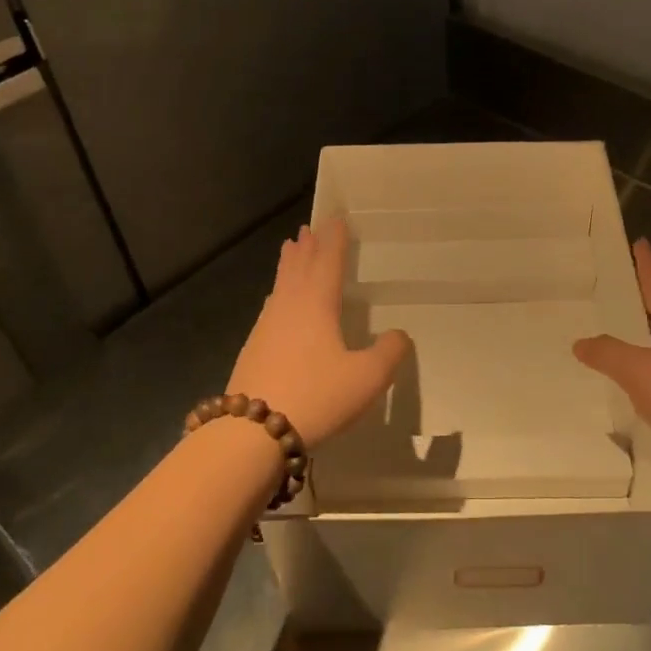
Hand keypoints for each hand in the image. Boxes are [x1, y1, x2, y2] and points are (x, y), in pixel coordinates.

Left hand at [227, 218, 408, 448]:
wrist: (253, 431)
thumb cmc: (317, 396)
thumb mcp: (368, 378)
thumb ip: (389, 352)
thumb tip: (398, 334)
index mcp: (317, 304)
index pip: (328, 261)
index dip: (334, 240)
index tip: (336, 219)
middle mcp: (289, 306)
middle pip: (299, 267)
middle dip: (307, 246)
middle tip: (308, 228)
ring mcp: (266, 326)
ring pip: (280, 285)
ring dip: (289, 265)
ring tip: (291, 250)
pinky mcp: (253, 348)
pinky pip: (271, 306)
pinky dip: (279, 292)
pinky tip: (277, 304)